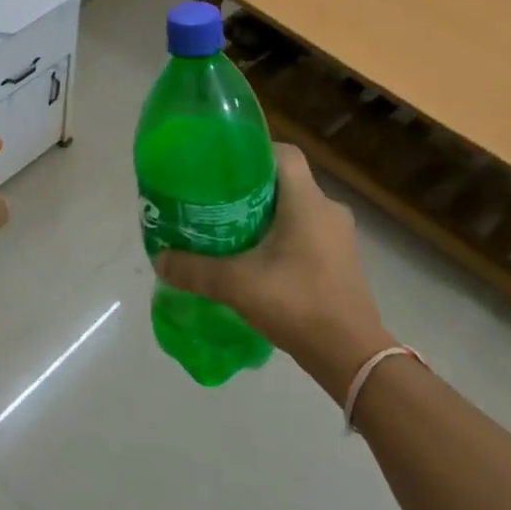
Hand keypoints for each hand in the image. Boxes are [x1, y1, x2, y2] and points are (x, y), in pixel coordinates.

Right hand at [155, 143, 390, 401]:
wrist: (351, 357)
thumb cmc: (297, 304)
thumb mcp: (236, 284)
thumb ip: (195, 269)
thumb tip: (159, 259)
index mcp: (308, 201)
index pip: (284, 153)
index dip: (253, 152)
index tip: (223, 166)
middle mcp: (328, 210)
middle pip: (285, 182)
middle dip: (250, 188)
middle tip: (215, 200)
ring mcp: (339, 237)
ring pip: (296, 209)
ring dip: (266, 215)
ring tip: (230, 229)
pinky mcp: (341, 261)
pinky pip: (306, 233)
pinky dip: (282, 238)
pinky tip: (256, 260)